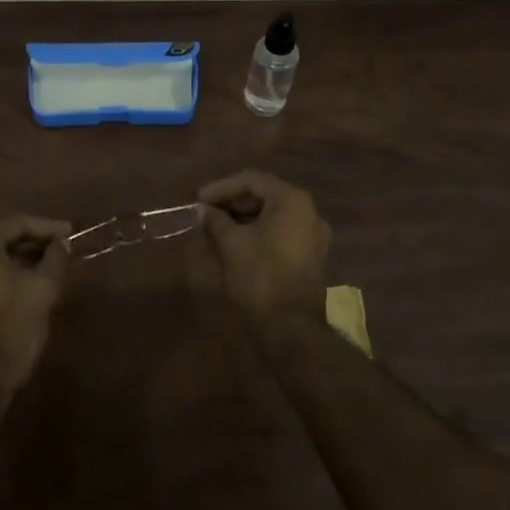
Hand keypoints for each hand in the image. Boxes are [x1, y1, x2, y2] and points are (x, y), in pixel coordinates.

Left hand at [0, 216, 71, 391]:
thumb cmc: (12, 326)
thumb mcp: (42, 288)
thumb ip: (55, 258)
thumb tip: (63, 243)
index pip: (16, 224)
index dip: (46, 227)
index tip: (70, 232)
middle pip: (1, 237)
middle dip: (33, 241)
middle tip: (61, 246)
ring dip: (20, 257)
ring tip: (49, 262)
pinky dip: (4, 271)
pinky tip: (27, 279)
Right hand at [196, 170, 330, 323]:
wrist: (291, 328)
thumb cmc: (260, 277)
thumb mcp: (231, 244)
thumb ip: (214, 221)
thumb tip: (201, 210)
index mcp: (292, 201)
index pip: (251, 180)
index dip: (220, 188)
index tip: (197, 200)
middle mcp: (308, 212)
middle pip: (263, 195)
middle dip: (231, 203)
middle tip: (203, 213)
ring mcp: (312, 235)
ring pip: (270, 216)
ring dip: (241, 218)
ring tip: (213, 228)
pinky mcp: (309, 256)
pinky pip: (278, 233)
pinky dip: (255, 233)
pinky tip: (233, 243)